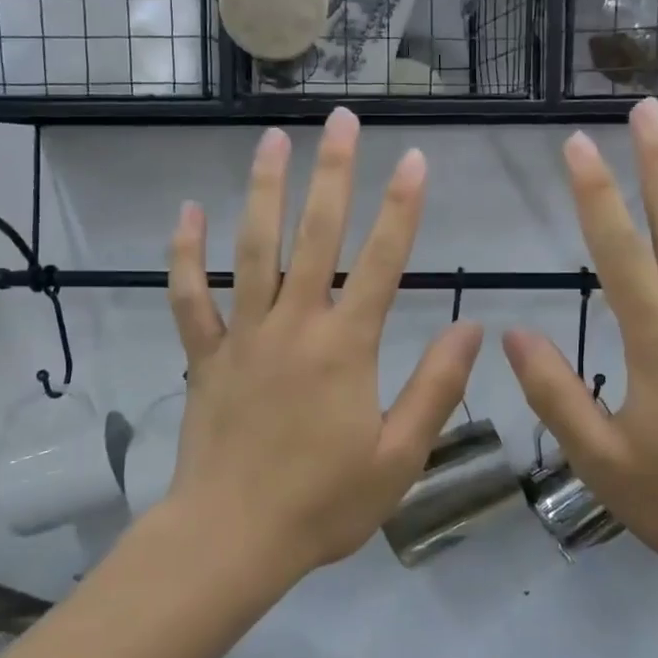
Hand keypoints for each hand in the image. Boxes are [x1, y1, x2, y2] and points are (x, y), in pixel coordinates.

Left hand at [163, 108, 482, 578]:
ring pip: (252, 250)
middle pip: (316, 236)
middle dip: (333, 173)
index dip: (401, 209)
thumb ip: (436, 388)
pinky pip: (190, 297)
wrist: (233, 538)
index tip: (414, 160)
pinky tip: (187, 213)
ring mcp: (243, 337)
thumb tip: (473, 328)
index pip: (383, 262)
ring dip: (264, 191)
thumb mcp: (400, 456)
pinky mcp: (205, 357)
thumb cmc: (324, 504)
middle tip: (340, 119)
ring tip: (272, 141)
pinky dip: (185, 255)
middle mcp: (294, 326)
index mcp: (346, 348)